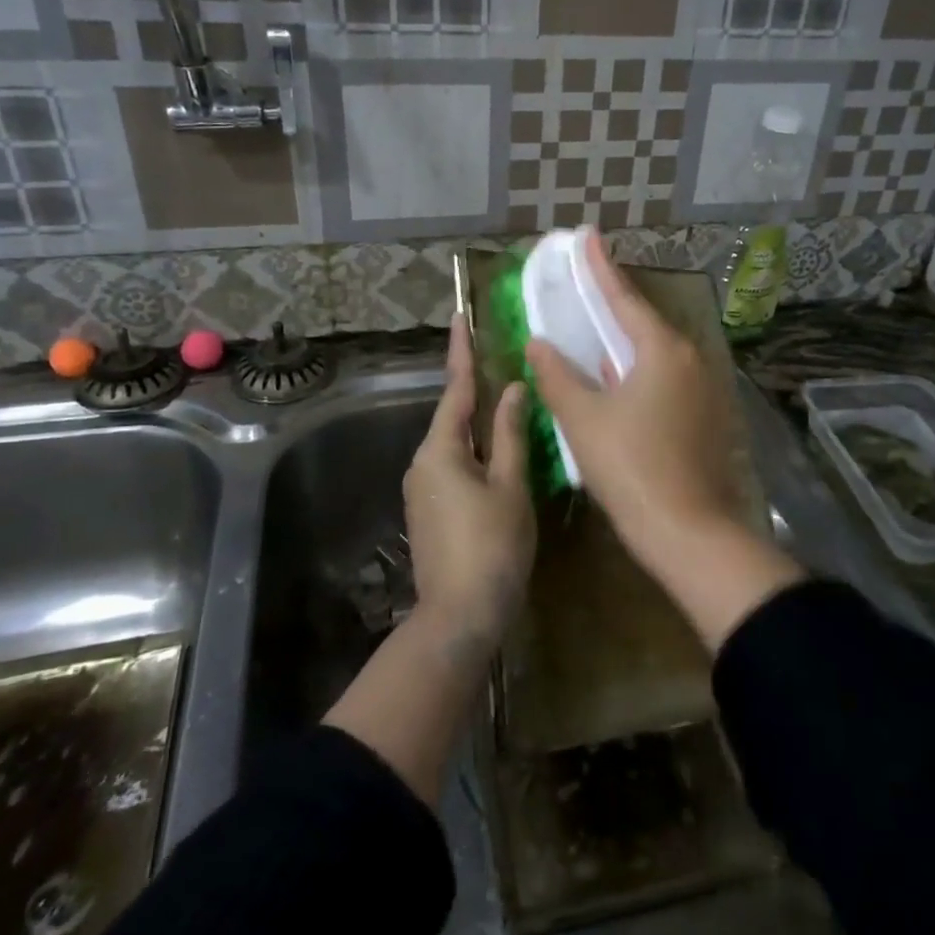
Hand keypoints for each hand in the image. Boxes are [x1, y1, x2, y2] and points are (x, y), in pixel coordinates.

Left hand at [402, 313, 535, 641]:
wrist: (460, 617)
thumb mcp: (510, 486)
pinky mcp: (430, 512)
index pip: (455, 389)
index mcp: (440, 450)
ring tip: (508, 404)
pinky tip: (500, 454)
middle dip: (474, 389)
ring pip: (455, 443)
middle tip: (499, 360)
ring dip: (479, 424)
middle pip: (453, 416)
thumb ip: (511, 435)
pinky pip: (454, 466)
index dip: (461, 352)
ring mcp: (422, 490)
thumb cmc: (491, 546)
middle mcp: (423, 463)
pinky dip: (476, 451)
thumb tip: (512, 390)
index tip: (460, 317)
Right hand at [525, 235, 752, 558]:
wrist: (688, 531)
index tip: (587, 236)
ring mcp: (703, 389)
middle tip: (585, 286)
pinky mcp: (705, 416)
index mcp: (662, 350)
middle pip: (643, 322)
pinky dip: (638, 371)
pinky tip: (617, 380)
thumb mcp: (583, 419)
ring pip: (656, 353)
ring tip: (595, 331)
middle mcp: (690, 359)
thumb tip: (538, 343)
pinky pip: (666, 378)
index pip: (623, 297)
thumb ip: (557, 375)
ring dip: (624, 342)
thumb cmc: (630, 467)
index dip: (599, 267)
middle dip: (613, 304)